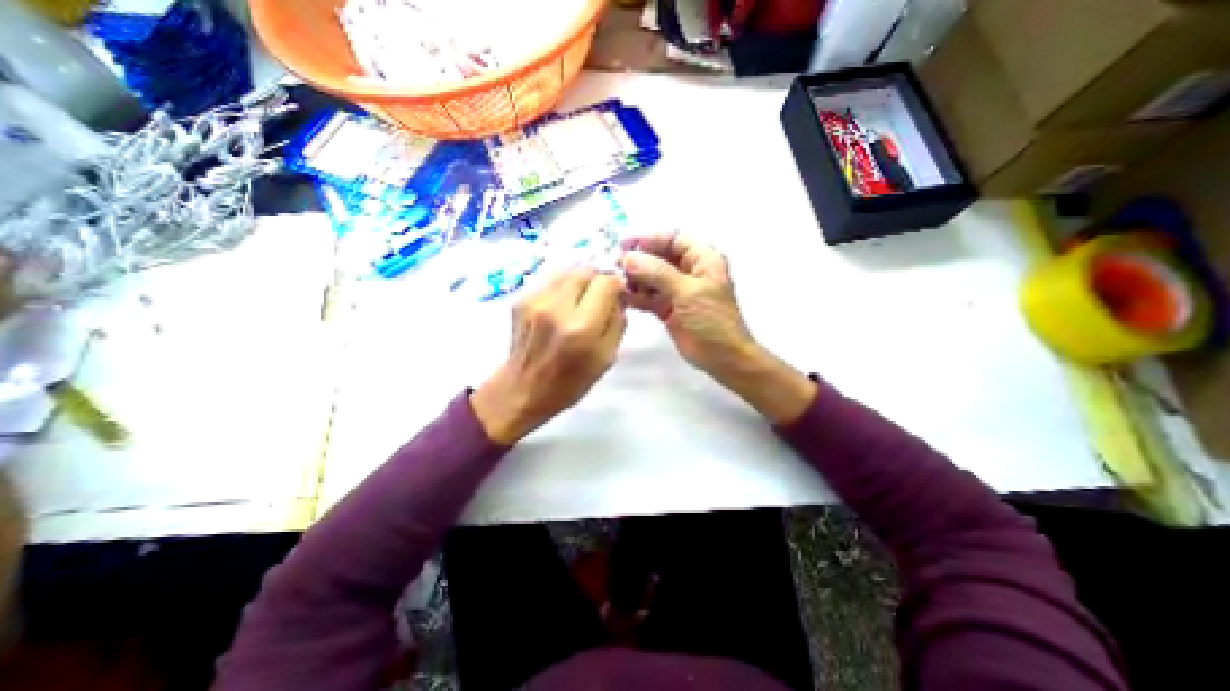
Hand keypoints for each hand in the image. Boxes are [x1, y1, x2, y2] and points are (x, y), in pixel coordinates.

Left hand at [470, 267, 627, 445]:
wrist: (523, 390)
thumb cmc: (570, 382)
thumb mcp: (606, 358)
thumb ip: (617, 323)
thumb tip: (620, 296)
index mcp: (581, 328)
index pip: (606, 283)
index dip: (617, 285)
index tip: (618, 295)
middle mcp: (556, 308)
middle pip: (586, 270)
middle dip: (598, 279)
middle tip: (600, 296)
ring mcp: (535, 300)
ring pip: (567, 270)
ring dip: (580, 280)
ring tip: (581, 300)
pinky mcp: (521, 299)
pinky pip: (551, 279)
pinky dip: (563, 286)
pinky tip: (562, 305)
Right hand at [619, 232, 754, 377]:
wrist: (722, 358)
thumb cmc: (713, 320)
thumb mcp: (688, 291)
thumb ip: (658, 273)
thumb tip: (629, 258)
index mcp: (702, 259)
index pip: (672, 239)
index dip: (649, 239)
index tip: (625, 244)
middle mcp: (688, 271)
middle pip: (658, 257)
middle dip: (637, 260)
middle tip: (615, 266)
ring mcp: (676, 290)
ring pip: (650, 277)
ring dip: (634, 279)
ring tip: (616, 283)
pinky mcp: (666, 308)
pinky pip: (647, 297)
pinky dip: (635, 297)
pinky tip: (621, 298)